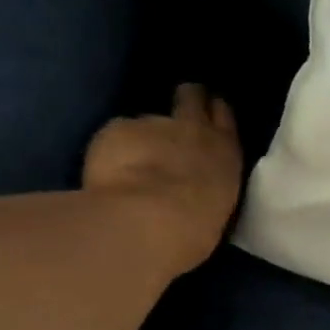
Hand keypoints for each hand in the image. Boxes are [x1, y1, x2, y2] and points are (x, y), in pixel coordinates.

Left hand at [84, 85, 243, 275]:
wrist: (148, 221)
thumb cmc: (192, 231)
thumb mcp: (214, 209)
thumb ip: (205, 187)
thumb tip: (192, 186)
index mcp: (224, 153)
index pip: (222, 116)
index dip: (212, 111)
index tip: (206, 114)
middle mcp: (193, 129)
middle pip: (191, 97)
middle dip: (184, 100)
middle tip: (174, 116)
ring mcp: (153, 123)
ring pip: (147, 121)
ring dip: (141, 137)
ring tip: (129, 165)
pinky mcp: (118, 129)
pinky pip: (115, 135)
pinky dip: (111, 150)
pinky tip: (105, 173)